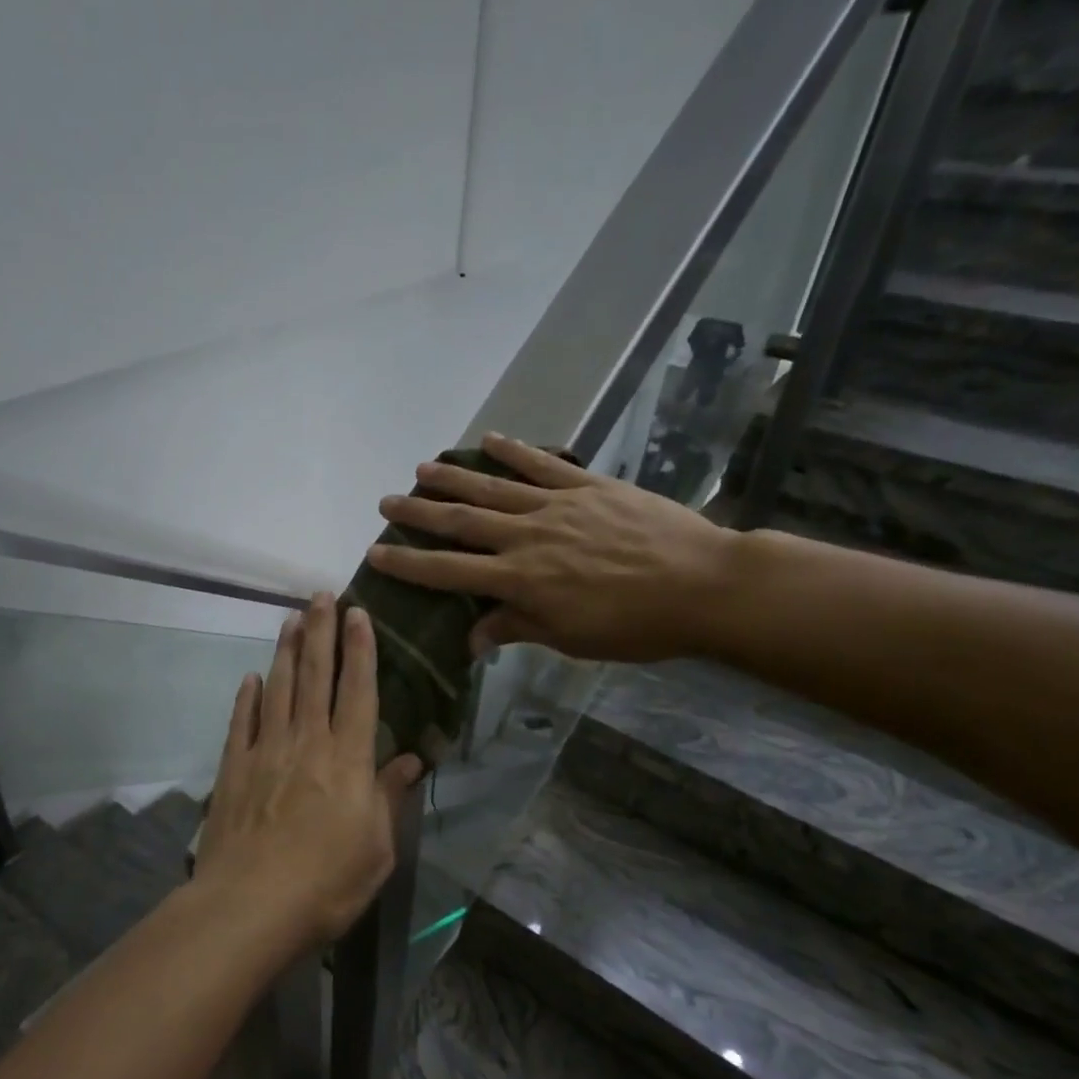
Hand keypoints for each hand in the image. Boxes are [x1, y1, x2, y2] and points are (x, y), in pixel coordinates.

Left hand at [194, 594, 422, 949]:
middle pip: (314, 676)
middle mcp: (307, 742)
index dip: (360, 650)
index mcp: (348, 759)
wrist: (250, 905)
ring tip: (290, 619)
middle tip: (321, 595)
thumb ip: (389, 797)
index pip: (358, 691)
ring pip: (277, 688)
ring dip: (285, 651)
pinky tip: (250, 678)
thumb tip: (410, 760)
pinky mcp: (234, 769)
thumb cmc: (327, 883)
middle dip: (320, 632)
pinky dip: (247, 697)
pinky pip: (242, 722)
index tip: (359, 614)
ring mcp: (266, 752)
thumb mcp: (377, 848)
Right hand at [367, 432, 739, 664]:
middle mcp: (527, 536)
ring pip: (494, 488)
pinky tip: (490, 440)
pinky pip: (544, 465)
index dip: (409, 563)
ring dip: (453, 478)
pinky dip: (514, 451)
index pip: (449, 571)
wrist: (703, 585)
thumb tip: (471, 638)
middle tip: (386, 502)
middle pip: (461, 522)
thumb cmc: (635, 625)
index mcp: (520, 580)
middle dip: (419, 513)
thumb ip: (517, 628)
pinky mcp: (589, 485)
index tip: (376, 553)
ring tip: (421, 468)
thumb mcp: (570, 638)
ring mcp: (558, 505)